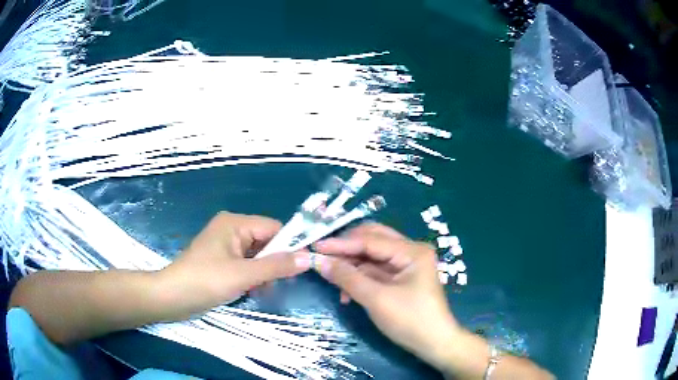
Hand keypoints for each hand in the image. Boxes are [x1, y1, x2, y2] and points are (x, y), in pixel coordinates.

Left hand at [161, 212, 310, 314]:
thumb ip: (276, 266)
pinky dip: (252, 278)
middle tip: (277, 284)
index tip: (302, 266)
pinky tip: (251, 292)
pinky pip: (246, 265)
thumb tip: (308, 258)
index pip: (274, 228)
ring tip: (260, 291)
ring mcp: (226, 246)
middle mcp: (231, 229)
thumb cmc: (205, 281)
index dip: (290, 245)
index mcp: (235, 223)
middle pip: (266, 242)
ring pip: (257, 256)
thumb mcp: (243, 275)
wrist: (172, 297)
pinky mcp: (222, 261)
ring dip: (263, 274)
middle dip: (273, 264)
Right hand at [314, 224, 460, 368]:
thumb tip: (319, 262)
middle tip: (323, 259)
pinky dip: (360, 278)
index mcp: (412, 251)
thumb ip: (347, 278)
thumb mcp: (376, 299)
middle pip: (372, 240)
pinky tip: (348, 294)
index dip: (341, 244)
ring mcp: (406, 264)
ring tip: (334, 282)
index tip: (315, 247)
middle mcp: (410, 250)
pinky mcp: (401, 277)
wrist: (434, 344)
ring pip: (371, 255)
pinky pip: (375, 270)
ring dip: (351, 266)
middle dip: (347, 250)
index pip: (370, 240)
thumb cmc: (410, 320)